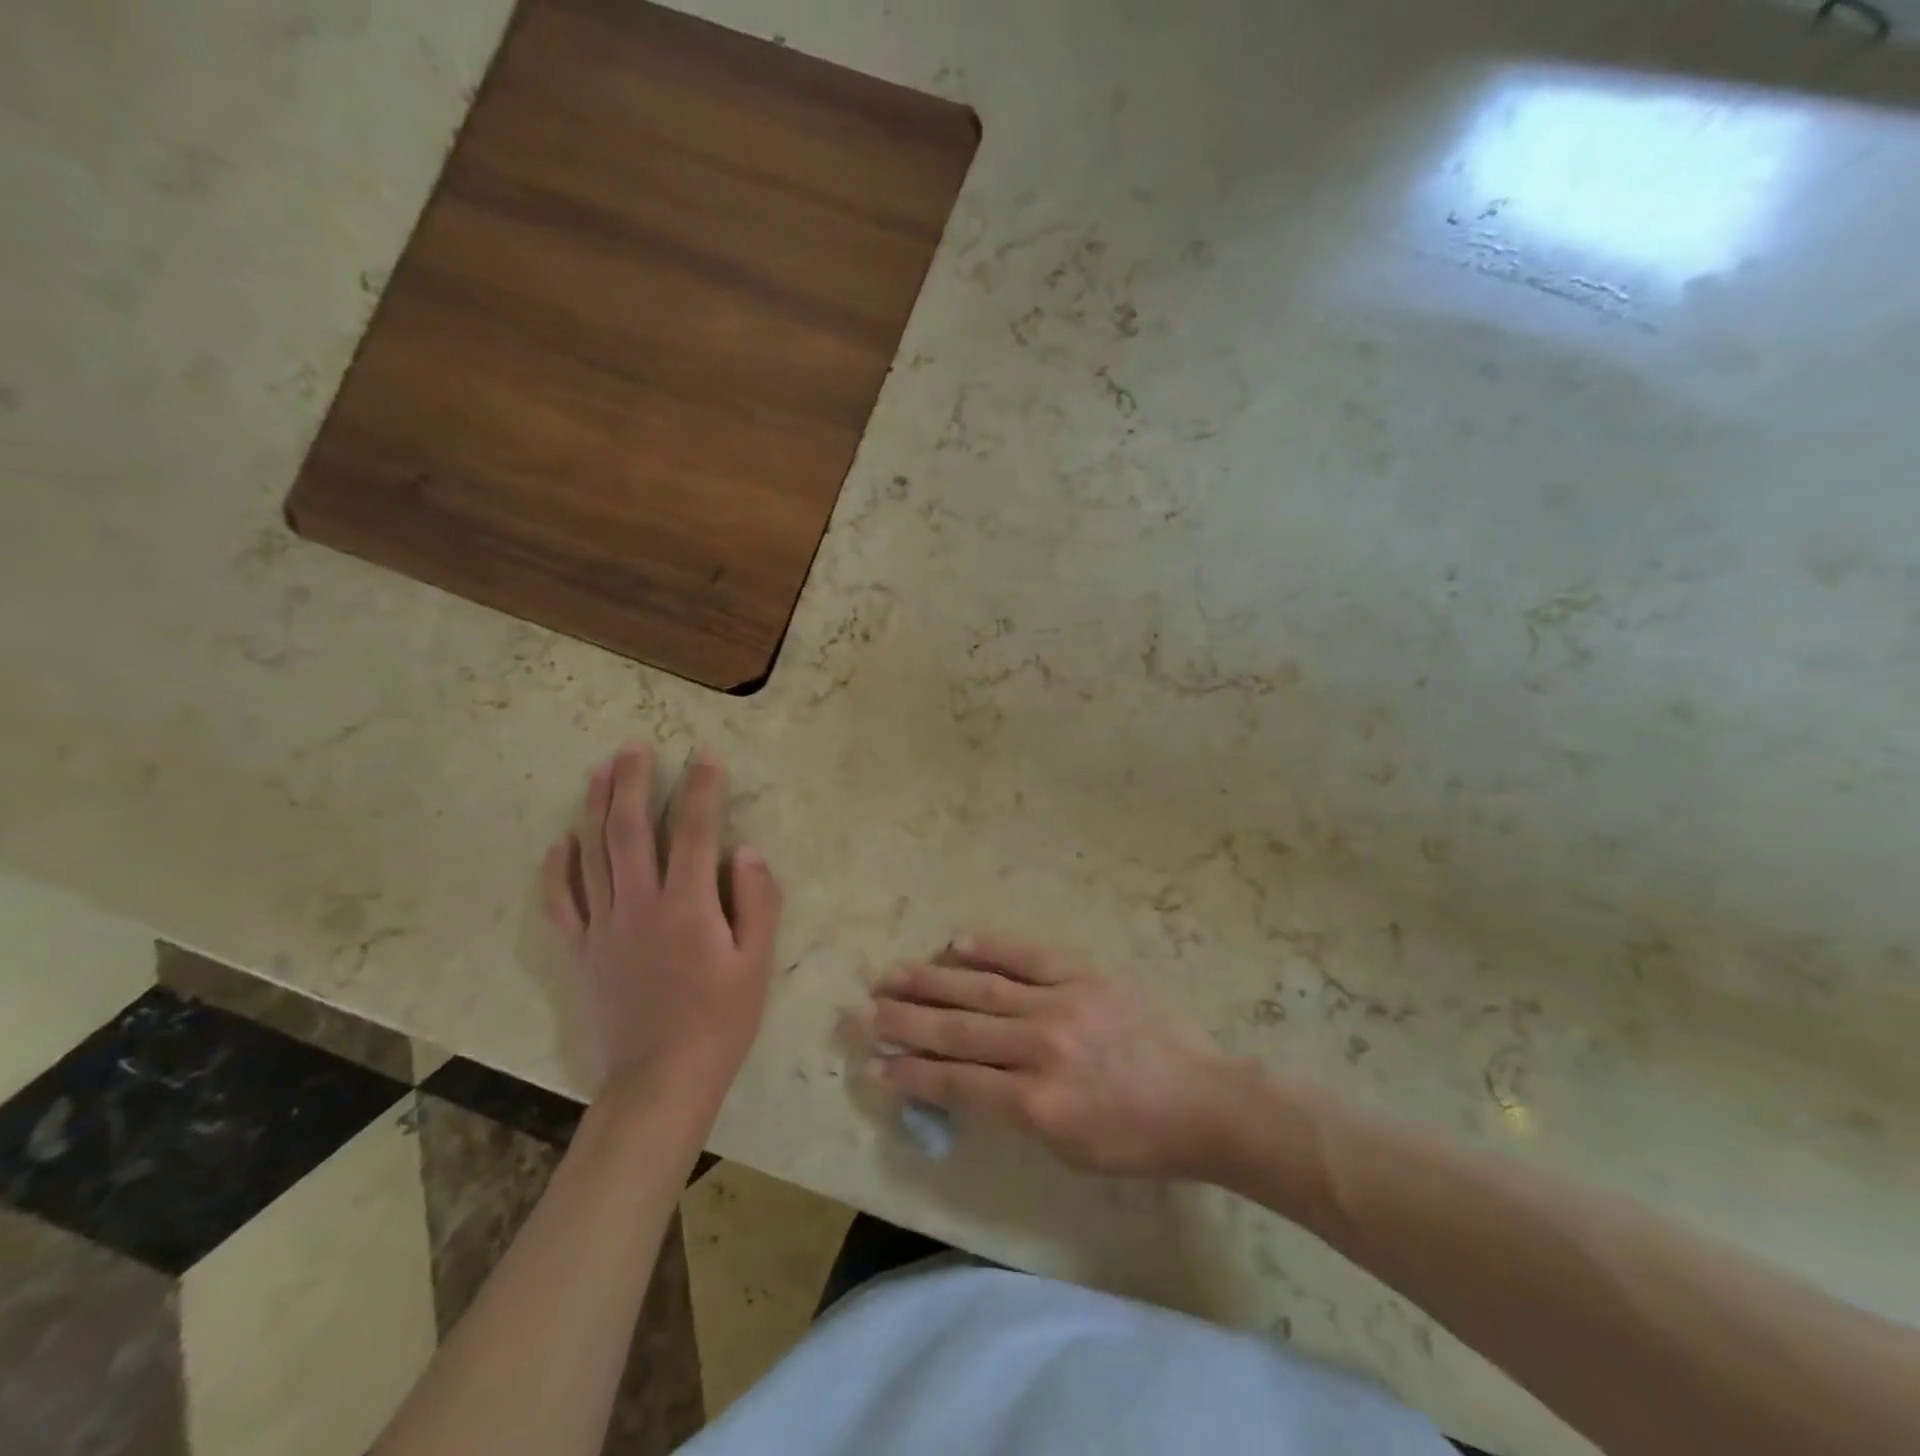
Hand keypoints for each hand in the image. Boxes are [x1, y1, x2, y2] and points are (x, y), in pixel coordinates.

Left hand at [543, 744, 782, 1125]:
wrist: (659, 1082)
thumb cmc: (720, 1022)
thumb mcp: (758, 963)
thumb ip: (757, 901)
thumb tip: (745, 849)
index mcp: (688, 907)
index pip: (696, 830)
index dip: (702, 788)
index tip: (705, 754)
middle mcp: (639, 905)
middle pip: (630, 829)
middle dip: (633, 781)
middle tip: (634, 745)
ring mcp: (603, 927)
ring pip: (592, 853)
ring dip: (596, 806)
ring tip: (601, 769)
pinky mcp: (580, 952)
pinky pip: (560, 902)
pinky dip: (557, 868)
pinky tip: (560, 840)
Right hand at [859, 934, 1244, 1178]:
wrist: (1205, 1099)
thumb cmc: (1137, 1141)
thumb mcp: (1069, 1151)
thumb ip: (1012, 1115)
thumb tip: (960, 1083)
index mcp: (1039, 1104)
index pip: (956, 1083)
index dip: (908, 1074)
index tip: (870, 1064)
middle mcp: (1042, 1047)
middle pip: (957, 1030)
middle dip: (902, 1021)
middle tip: (858, 1011)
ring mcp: (1063, 1003)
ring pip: (983, 988)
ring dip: (931, 980)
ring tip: (890, 974)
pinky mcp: (1086, 974)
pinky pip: (1029, 955)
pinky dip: (990, 947)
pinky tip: (956, 941)